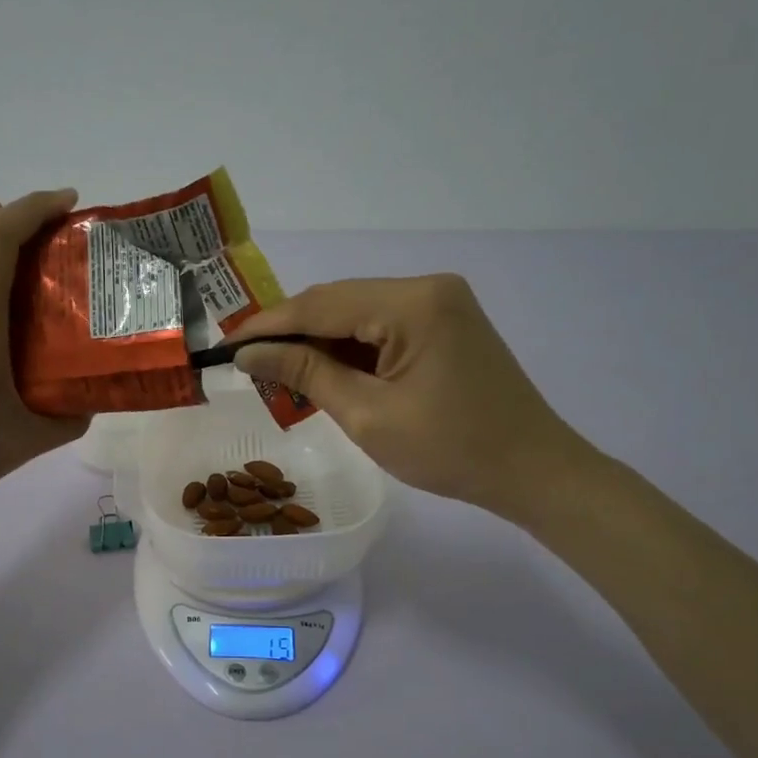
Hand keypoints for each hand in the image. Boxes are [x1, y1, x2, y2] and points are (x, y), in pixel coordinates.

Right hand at [232, 275, 591, 522]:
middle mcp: (427, 287)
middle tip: (249, 365)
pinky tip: (324, 373)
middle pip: (338, 302)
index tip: (226, 347)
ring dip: (319, 342)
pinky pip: (381, 326)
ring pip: (357, 313)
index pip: (320, 304)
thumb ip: (305, 374)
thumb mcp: (367, 414)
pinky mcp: (444, 322)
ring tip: (280, 376)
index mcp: (412, 304)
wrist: (532, 470)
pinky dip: (350, 349)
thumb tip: (249, 352)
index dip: (268, 325)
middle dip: (291, 334)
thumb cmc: (451, 450)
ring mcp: (440, 302)